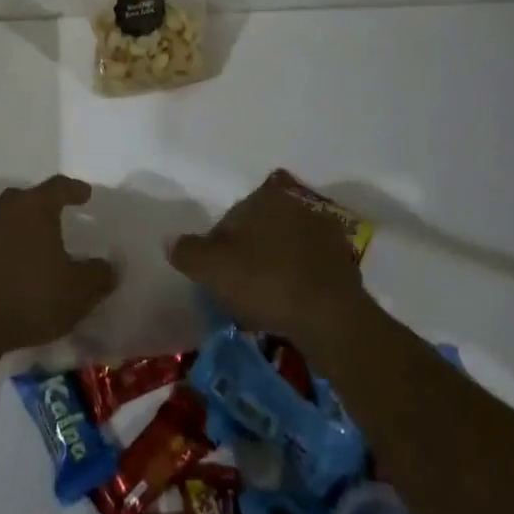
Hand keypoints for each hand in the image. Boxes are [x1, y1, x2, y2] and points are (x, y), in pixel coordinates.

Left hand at [0, 176, 118, 356]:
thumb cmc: (29, 295)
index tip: (86, 194)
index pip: (58, 186)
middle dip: (44, 205)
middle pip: (27, 198)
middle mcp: (6, 210)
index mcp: (34, 206)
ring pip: (9, 220)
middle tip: (60, 215)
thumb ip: (98, 275)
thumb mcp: (77, 290)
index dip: (74, 189)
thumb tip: (110, 265)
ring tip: (41, 244)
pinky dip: (10, 249)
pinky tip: (20, 268)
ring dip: (24, 228)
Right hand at [168, 176, 367, 347]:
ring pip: (284, 248)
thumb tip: (169, 241)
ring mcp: (324, 232)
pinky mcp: (344, 262)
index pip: (230, 219)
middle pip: (258, 231)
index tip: (218, 276)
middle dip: (248, 254)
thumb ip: (186, 251)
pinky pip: (308, 269)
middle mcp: (296, 204)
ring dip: (274, 267)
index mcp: (265, 195)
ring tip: (265, 303)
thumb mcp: (212, 267)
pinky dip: (298, 282)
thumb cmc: (265, 281)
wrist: (331, 317)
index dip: (218, 248)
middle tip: (239, 289)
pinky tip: (290, 306)